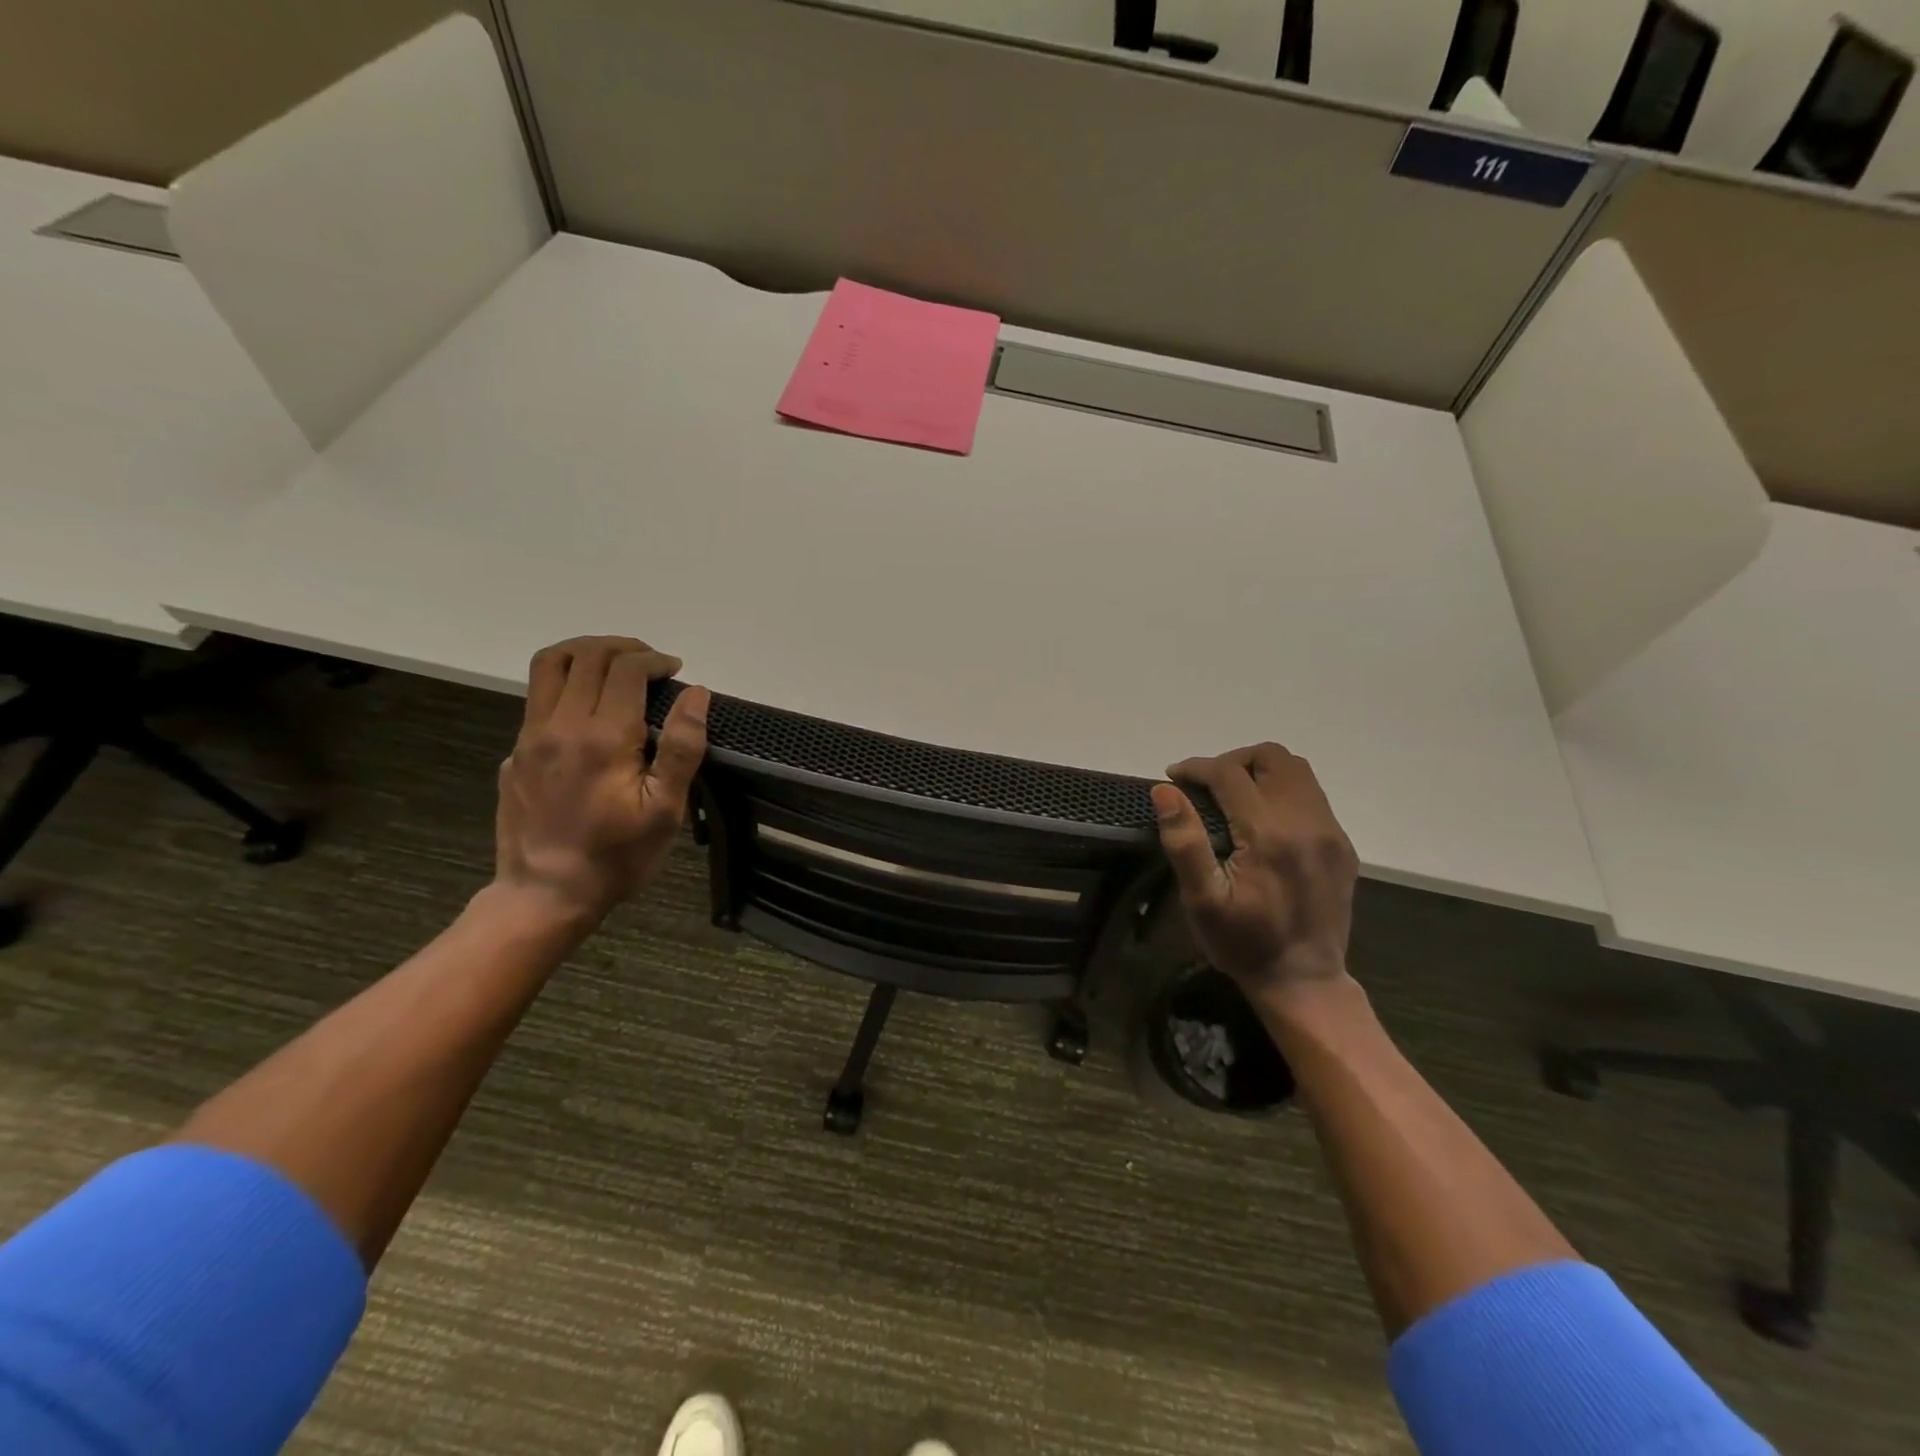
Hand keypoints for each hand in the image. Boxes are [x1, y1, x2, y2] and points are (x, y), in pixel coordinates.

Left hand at [494, 636, 709, 923]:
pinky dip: (566, 683)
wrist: (545, 894)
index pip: (626, 669)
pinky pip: (537, 697)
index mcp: (604, 737)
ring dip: (585, 652)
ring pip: (549, 665)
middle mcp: (560, 725)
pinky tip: (588, 711)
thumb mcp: (665, 810)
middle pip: (585, 655)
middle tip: (651, 662)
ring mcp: (530, 737)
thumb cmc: (617, 856)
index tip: (675, 671)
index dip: (655, 660)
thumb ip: (681, 747)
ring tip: (614, 665)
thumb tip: (697, 694)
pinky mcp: (515, 752)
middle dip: (623, 647)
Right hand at [1150, 744, 1358, 996]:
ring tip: (1233, 796)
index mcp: (1269, 834)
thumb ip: (1184, 841)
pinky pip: (1313, 797)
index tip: (1174, 777)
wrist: (1303, 981)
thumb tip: (1165, 790)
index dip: (1196, 768)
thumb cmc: (1243, 943)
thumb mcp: (1202, 900)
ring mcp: (1330, 833)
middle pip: (1273, 757)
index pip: (1229, 773)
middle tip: (1207, 785)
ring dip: (1260, 772)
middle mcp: (1307, 822)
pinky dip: (1283, 793)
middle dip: (1234, 760)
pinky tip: (1263, 822)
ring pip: (1298, 772)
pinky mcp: (1341, 846)